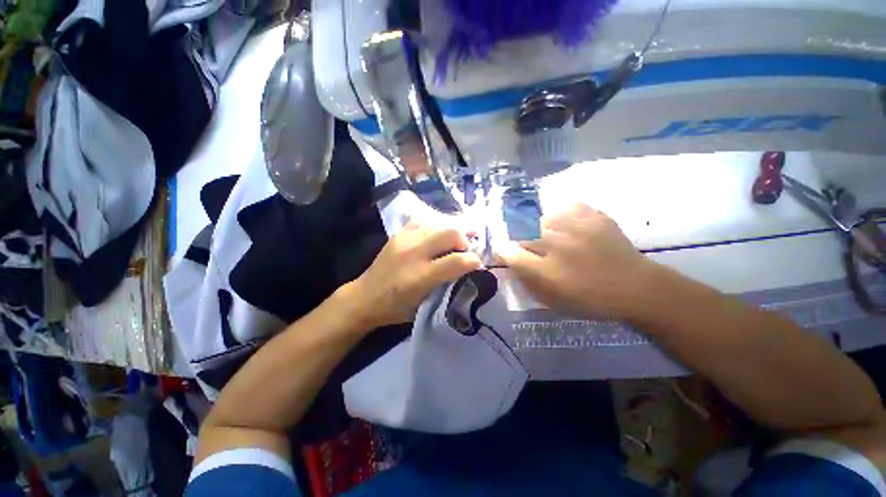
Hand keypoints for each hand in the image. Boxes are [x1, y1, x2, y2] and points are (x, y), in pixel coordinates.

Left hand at [344, 221, 481, 328]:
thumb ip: (448, 283)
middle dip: (465, 240)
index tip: (478, 263)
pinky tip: (439, 232)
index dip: (474, 261)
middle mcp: (414, 252)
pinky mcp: (399, 233)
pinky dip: (437, 224)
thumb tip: (467, 267)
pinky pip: (424, 220)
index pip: (458, 261)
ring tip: (458, 238)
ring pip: (439, 223)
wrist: (364, 297)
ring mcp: (405, 239)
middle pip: (451, 233)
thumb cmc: (396, 308)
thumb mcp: (425, 304)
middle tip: (467, 249)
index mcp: (421, 276)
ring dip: (453, 230)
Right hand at [495, 203, 650, 319]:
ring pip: (543, 218)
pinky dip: (564, 213)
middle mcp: (558, 246)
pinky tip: (568, 223)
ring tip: (551, 233)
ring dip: (541, 226)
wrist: (637, 288)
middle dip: (521, 238)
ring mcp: (577, 228)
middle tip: (530, 245)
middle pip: (524, 233)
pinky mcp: (595, 217)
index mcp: (547, 271)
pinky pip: (569, 206)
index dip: (503, 251)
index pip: (511, 254)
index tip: (504, 251)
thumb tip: (512, 265)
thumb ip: (529, 281)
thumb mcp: (554, 299)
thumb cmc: (591, 299)